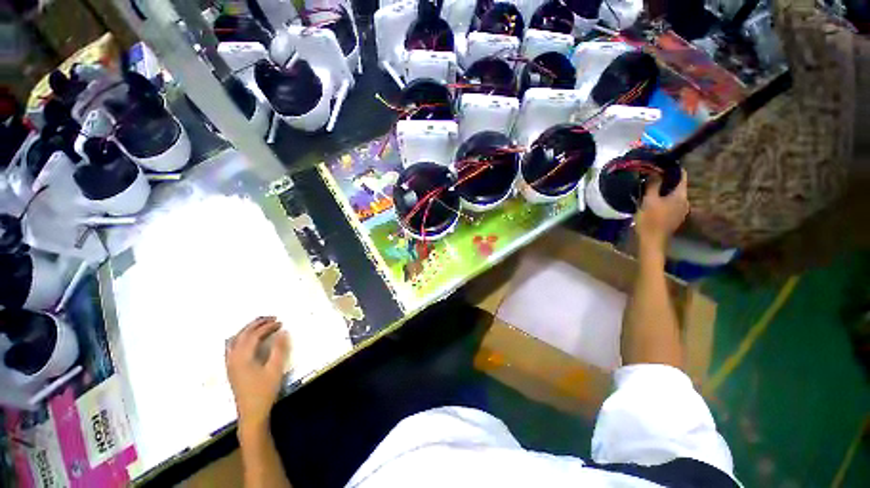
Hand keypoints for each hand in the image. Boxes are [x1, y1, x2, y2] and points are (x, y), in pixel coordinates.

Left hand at [226, 317, 290, 429]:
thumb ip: (279, 349)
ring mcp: (230, 363)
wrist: (251, 413)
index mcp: (243, 357)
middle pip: (242, 334)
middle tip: (271, 318)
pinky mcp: (231, 368)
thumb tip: (283, 331)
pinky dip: (241, 338)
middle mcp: (233, 357)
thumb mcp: (275, 369)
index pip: (254, 335)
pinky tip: (248, 340)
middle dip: (256, 323)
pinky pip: (232, 346)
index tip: (281, 322)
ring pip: (235, 339)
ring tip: (261, 325)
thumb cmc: (264, 391)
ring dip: (247, 329)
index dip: (268, 326)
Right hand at [635, 169, 688, 252]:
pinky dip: (663, 199)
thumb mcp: (648, 201)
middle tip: (651, 177)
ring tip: (649, 189)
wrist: (652, 241)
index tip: (660, 164)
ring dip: (663, 190)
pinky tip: (652, 202)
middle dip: (665, 180)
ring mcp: (681, 210)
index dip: (672, 168)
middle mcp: (684, 201)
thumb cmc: (650, 220)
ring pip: (673, 195)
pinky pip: (670, 203)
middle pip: (677, 185)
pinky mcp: (674, 217)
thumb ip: (653, 185)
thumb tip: (655, 171)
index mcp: (680, 196)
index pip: (681, 175)